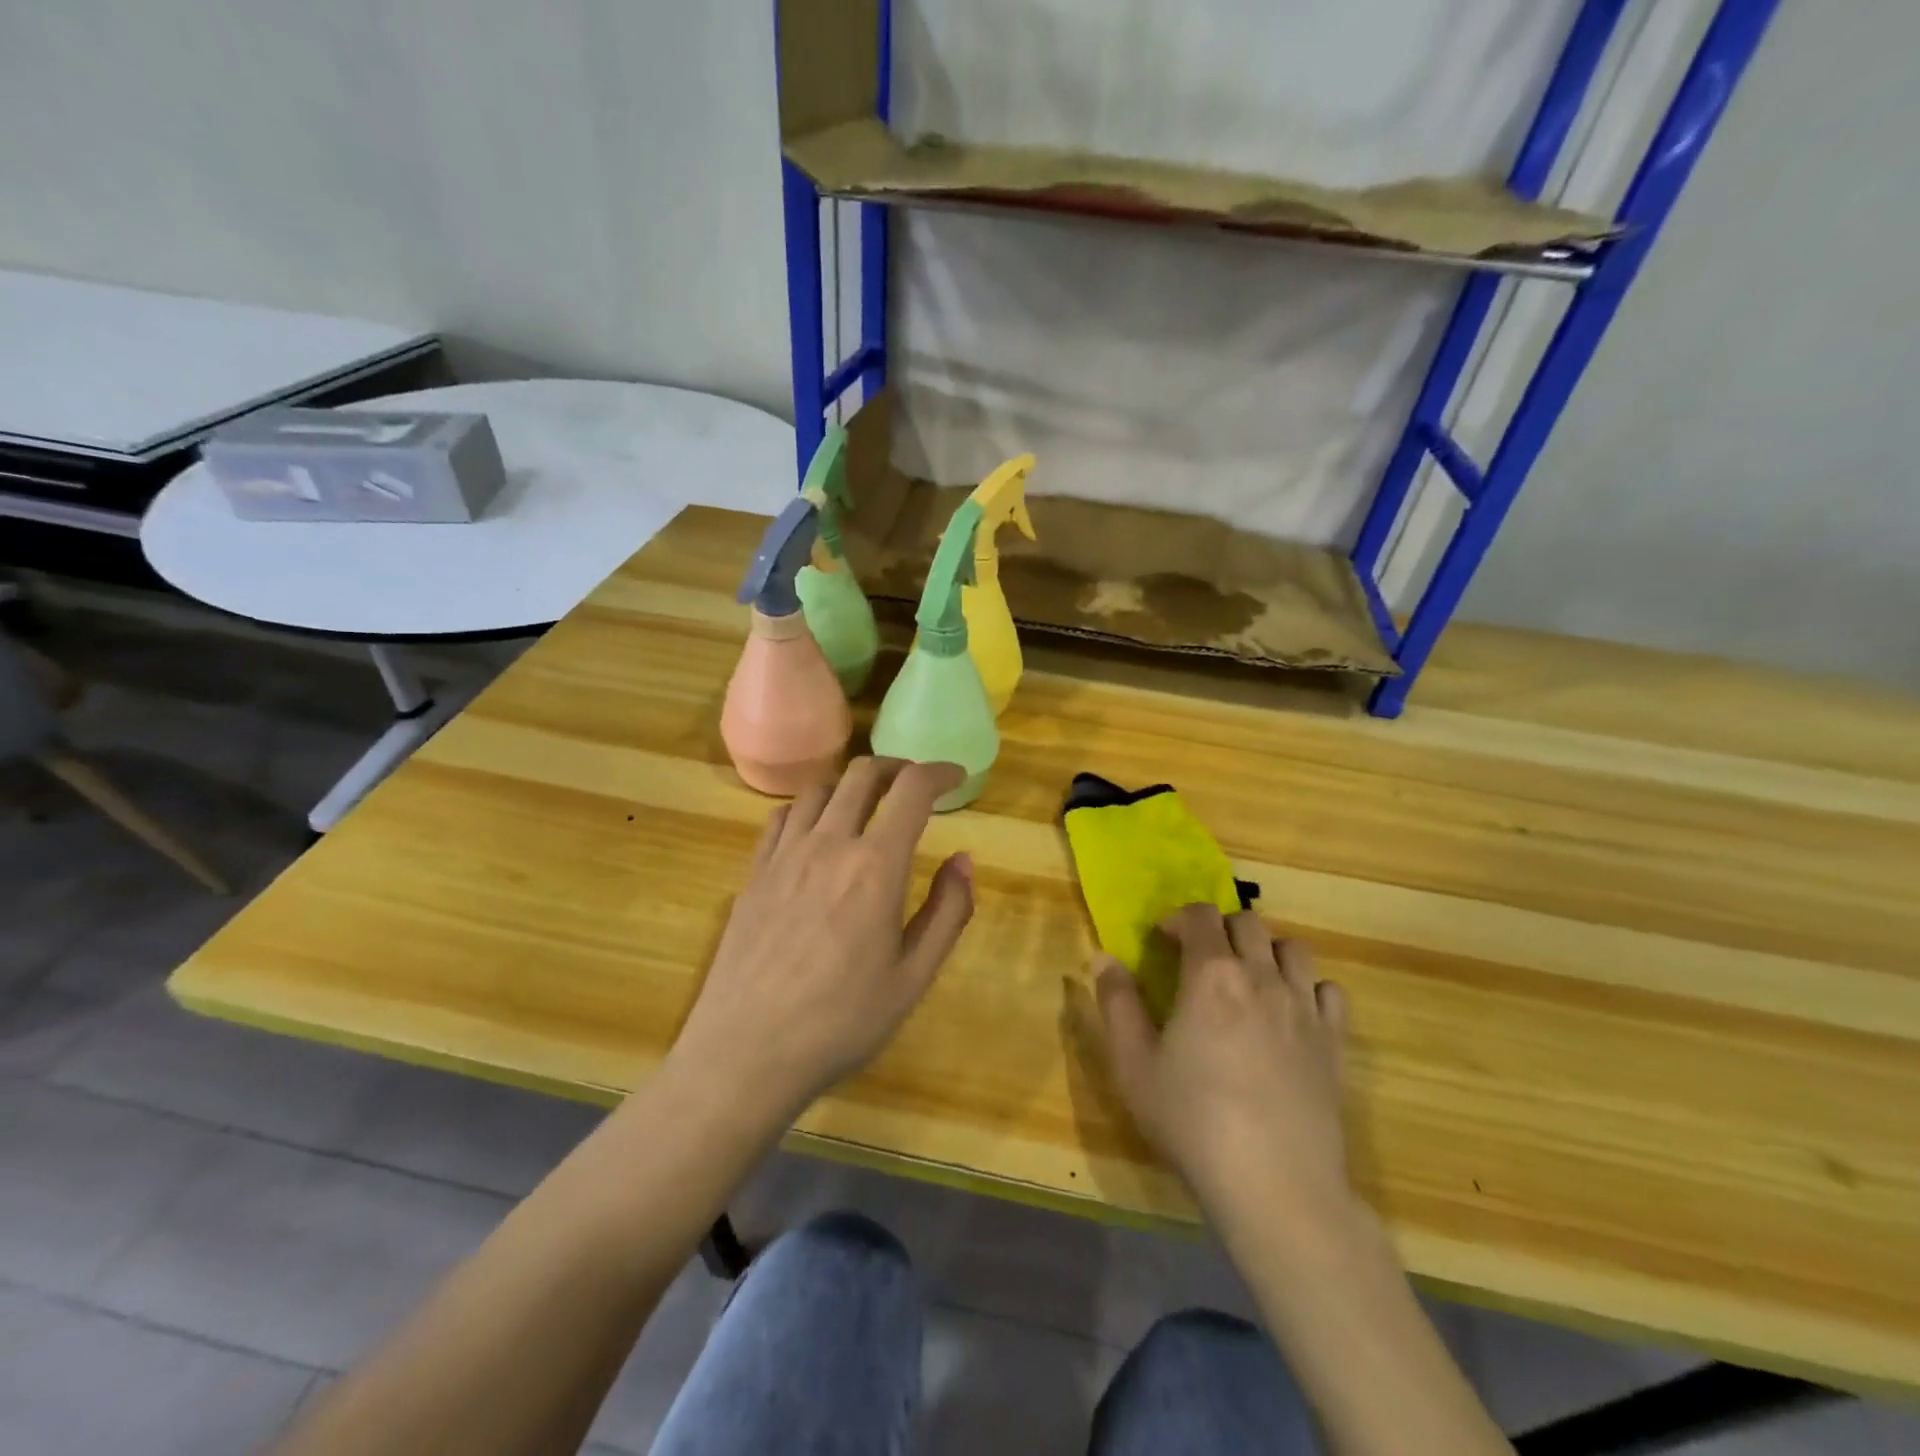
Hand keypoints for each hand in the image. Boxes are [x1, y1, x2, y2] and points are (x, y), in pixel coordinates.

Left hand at [672, 758, 974, 1121]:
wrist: (747, 1053)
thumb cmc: (842, 1022)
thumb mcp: (914, 977)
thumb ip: (947, 911)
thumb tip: (964, 859)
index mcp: (875, 867)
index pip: (912, 789)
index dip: (939, 772)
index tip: (955, 776)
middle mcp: (828, 844)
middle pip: (862, 774)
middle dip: (897, 767)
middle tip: (915, 785)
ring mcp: (784, 855)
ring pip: (820, 789)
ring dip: (852, 784)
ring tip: (869, 806)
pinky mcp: (754, 873)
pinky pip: (783, 817)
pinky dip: (811, 808)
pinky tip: (817, 831)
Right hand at [1094, 904, 1351, 1236]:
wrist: (1275, 1185)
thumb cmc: (1193, 1121)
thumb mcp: (1133, 1064)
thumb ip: (1117, 1003)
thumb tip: (1104, 958)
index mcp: (1211, 974)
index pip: (1200, 915)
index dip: (1178, 918)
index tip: (1162, 940)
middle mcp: (1262, 976)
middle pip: (1247, 922)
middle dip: (1219, 928)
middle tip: (1200, 959)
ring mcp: (1305, 1007)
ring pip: (1292, 948)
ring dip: (1265, 950)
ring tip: (1247, 978)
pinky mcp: (1334, 1042)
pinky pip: (1328, 989)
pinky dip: (1308, 986)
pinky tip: (1290, 1011)